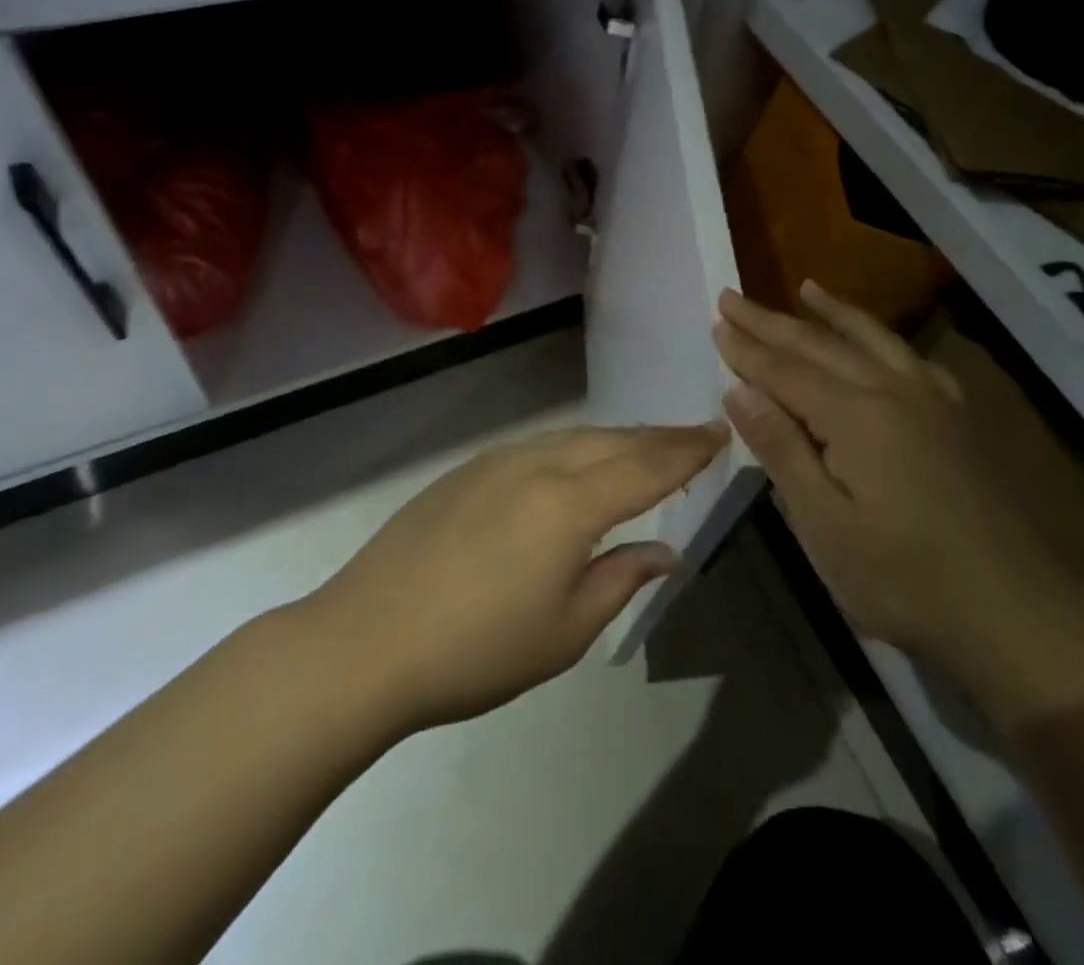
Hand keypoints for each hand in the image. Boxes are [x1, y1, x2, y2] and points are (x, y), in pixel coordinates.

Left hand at [301, 422, 726, 734]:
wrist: (365, 641)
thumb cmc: (476, 650)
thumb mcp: (565, 630)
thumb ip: (622, 580)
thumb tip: (665, 551)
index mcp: (571, 503)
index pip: (647, 466)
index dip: (688, 450)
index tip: (719, 433)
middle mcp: (539, 464)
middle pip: (615, 441)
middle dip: (659, 437)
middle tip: (694, 436)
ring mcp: (499, 461)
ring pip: (576, 437)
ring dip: (618, 439)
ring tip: (646, 446)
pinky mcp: (468, 470)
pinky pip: (541, 446)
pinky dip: (577, 447)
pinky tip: (579, 463)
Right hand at [713, 281, 1032, 656]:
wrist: (1015, 610)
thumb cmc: (904, 578)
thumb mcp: (825, 525)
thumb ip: (783, 449)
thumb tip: (739, 390)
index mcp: (854, 415)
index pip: (785, 371)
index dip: (747, 349)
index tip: (717, 321)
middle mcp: (891, 390)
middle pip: (820, 345)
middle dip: (772, 321)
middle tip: (733, 296)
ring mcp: (930, 399)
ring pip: (870, 339)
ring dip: (832, 312)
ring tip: (805, 287)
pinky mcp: (955, 417)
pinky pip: (910, 359)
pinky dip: (882, 339)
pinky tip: (877, 341)